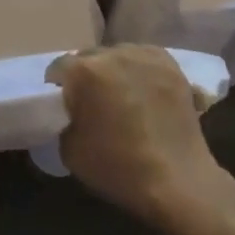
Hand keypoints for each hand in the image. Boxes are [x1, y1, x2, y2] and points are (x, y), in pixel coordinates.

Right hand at [48, 46, 231, 233]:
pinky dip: (140, 70)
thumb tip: (71, 111)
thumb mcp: (69, 149)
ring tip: (122, 95)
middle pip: (89, 57)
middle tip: (92, 101)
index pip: (59, 66)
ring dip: (114, 70)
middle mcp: (113, 54)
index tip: (63, 103)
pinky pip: (145, 59)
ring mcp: (145, 56)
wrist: (177, 181)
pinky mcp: (171, 65)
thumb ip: (64, 119)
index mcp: (84, 71)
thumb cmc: (117, 167)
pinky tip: (145, 91)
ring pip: (118, 55)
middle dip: (87, 75)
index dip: (58, 86)